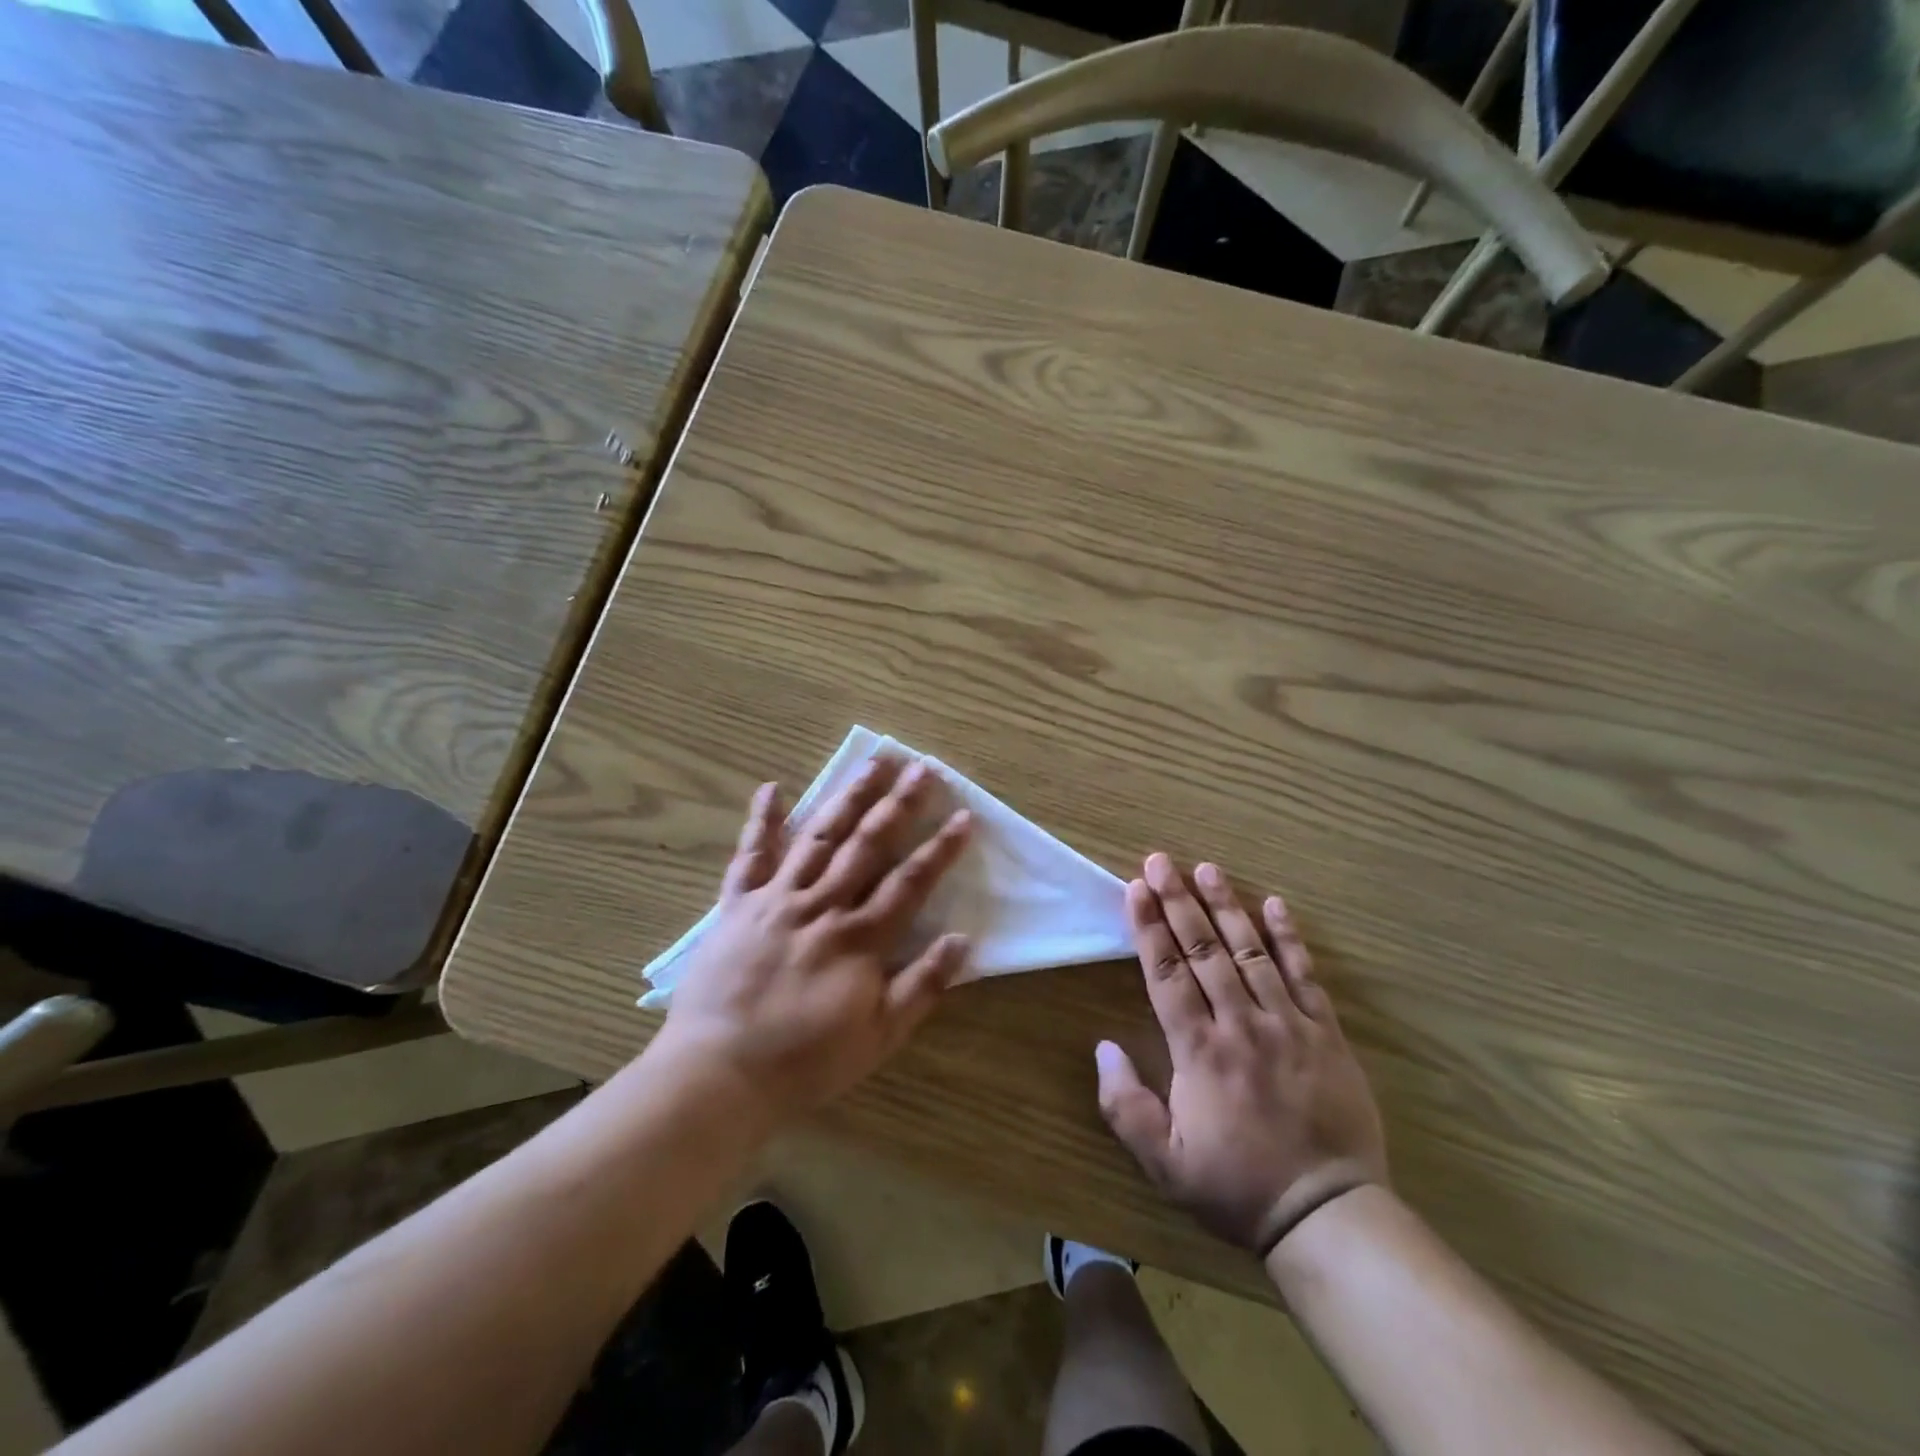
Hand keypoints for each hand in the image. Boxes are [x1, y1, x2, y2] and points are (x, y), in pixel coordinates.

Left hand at [652, 755, 972, 1123]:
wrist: (719, 1074)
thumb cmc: (804, 1061)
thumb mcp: (878, 1037)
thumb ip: (922, 986)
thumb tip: (963, 941)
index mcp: (859, 939)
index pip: (909, 882)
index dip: (940, 848)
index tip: (963, 815)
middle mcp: (821, 906)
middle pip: (867, 845)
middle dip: (898, 805)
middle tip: (921, 768)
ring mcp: (776, 900)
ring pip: (819, 838)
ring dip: (847, 797)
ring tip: (872, 763)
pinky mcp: (737, 905)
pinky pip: (750, 856)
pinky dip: (761, 821)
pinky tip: (772, 787)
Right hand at [1096, 854, 1387, 1254]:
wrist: (1327, 1215)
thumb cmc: (1237, 1187)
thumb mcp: (1165, 1163)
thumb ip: (1126, 1104)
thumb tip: (1103, 1046)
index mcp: (1199, 1051)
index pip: (1166, 974)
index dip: (1148, 927)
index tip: (1135, 888)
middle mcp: (1240, 1025)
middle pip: (1204, 950)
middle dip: (1178, 901)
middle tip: (1160, 861)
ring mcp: (1287, 1024)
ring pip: (1251, 952)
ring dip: (1226, 907)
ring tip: (1207, 869)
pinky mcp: (1326, 1034)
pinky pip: (1305, 976)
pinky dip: (1289, 938)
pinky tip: (1275, 904)